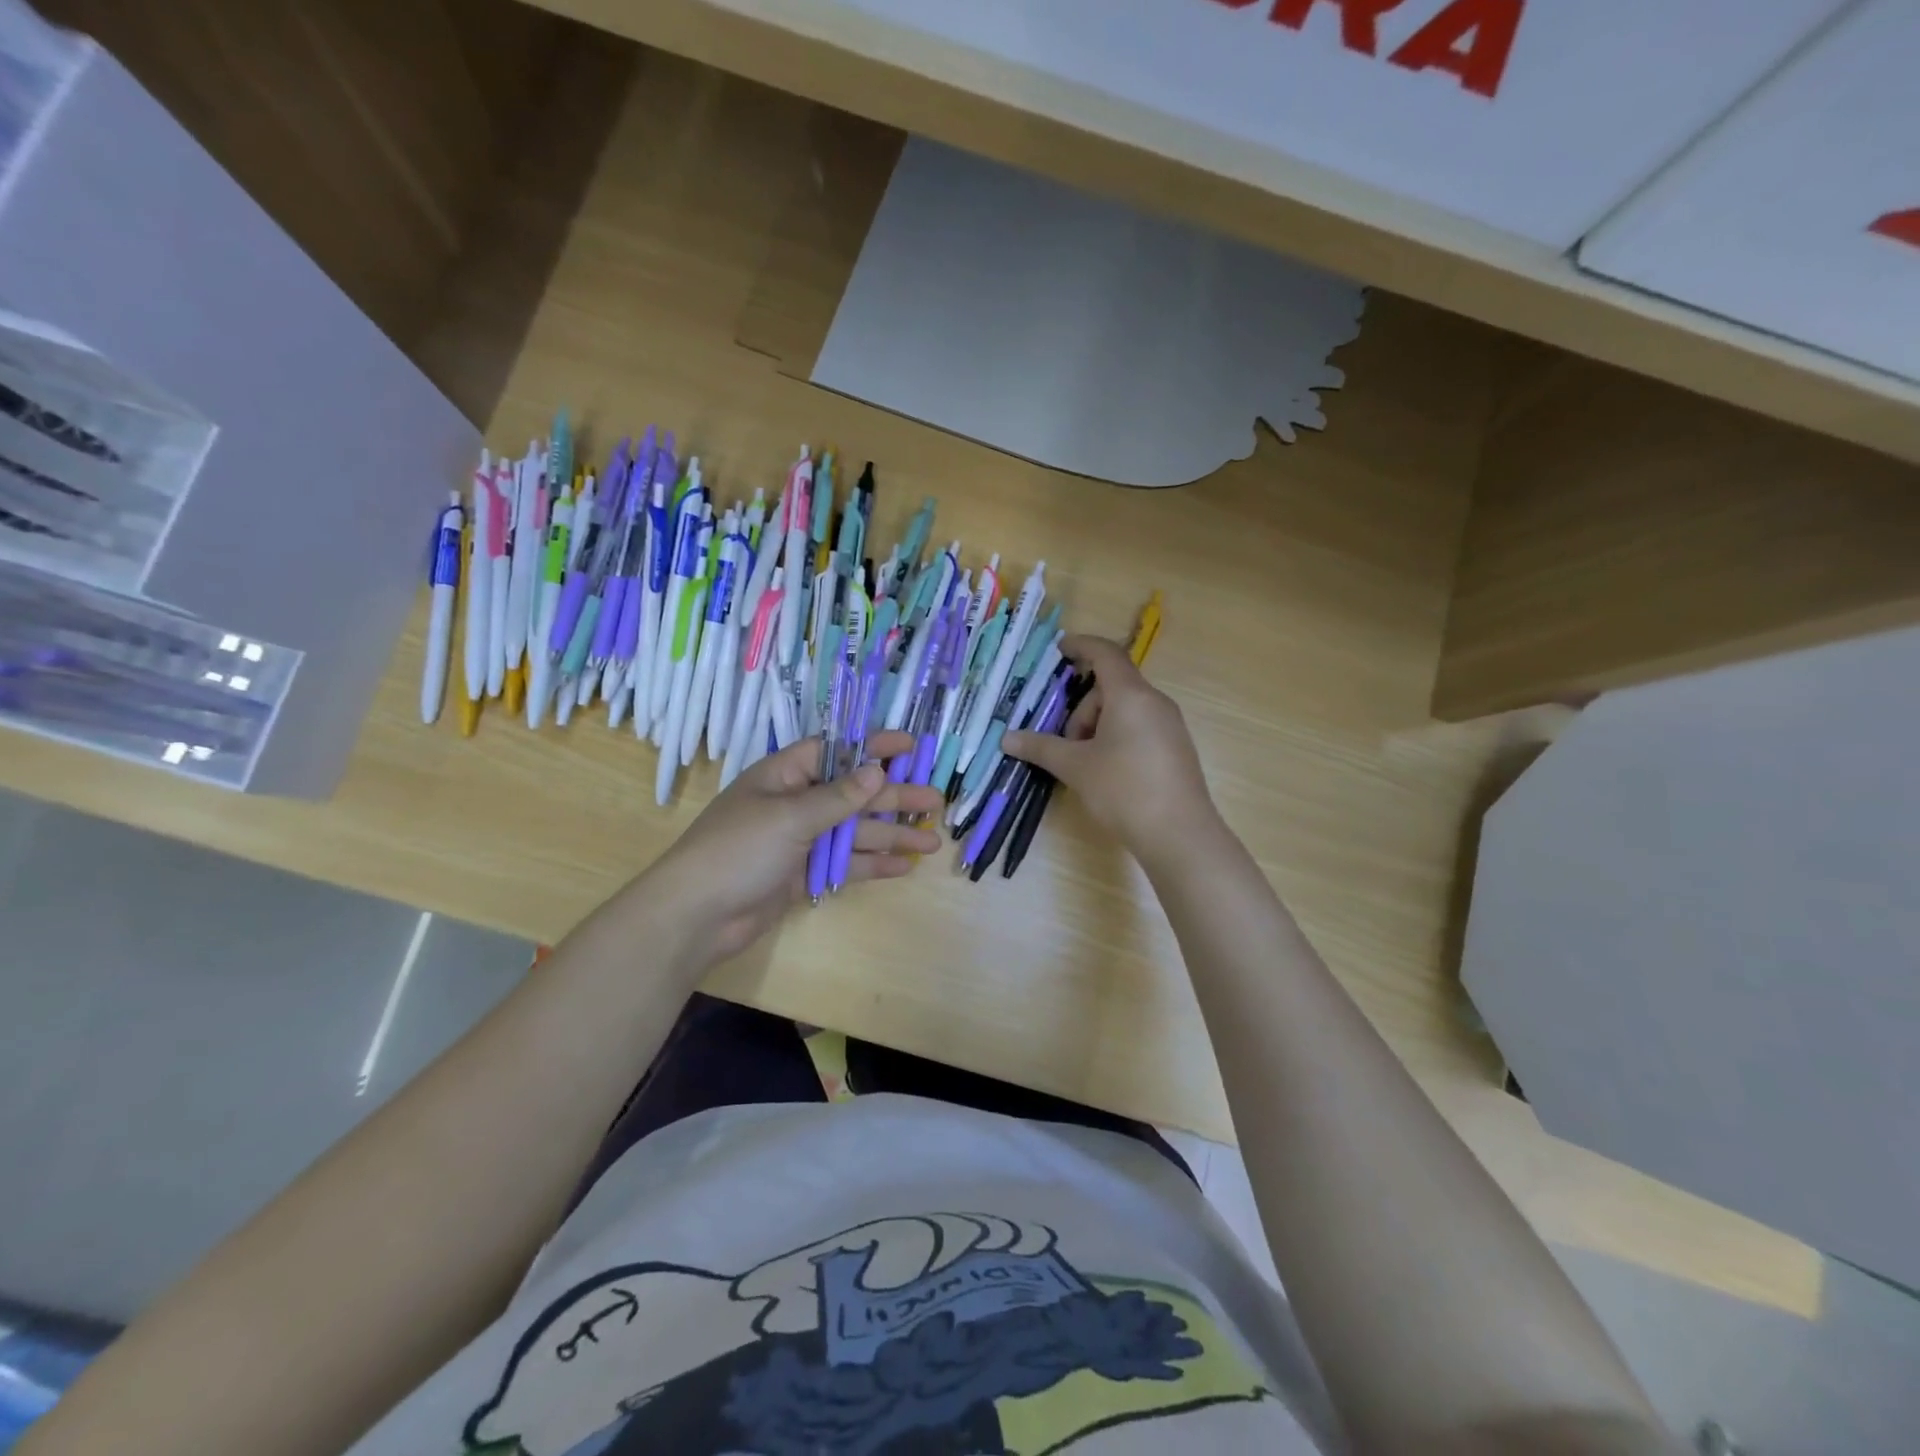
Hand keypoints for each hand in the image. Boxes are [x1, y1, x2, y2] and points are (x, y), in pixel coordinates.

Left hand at [636, 731, 943, 969]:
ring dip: (890, 835)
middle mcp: (794, 804)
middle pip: (853, 795)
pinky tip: (902, 867)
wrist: (695, 916)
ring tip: (931, 841)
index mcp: (784, 776)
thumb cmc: (738, 850)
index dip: (873, 747)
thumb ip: (838, 797)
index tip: (910, 746)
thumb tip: (877, 770)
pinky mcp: (801, 876)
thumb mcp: (790, 817)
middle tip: (936, 802)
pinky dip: (871, 865)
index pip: (836, 751)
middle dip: (894, 798)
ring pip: (853, 833)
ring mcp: (798, 842)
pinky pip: (843, 864)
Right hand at [1002, 635, 1215, 864]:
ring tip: (1086, 765)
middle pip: (1111, 688)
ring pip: (1124, 710)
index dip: (1081, 646)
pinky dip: (1117, 738)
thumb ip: (1041, 747)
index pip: (1105, 654)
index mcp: (1131, 696)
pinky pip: (1139, 728)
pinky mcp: (1175, 749)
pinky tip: (1108, 773)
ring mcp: (1170, 726)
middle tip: (1067, 745)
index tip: (1060, 649)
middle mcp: (1155, 702)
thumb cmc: (1124, 790)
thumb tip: (1007, 739)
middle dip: (1082, 710)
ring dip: (1097, 727)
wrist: (1180, 834)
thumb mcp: (1076, 767)